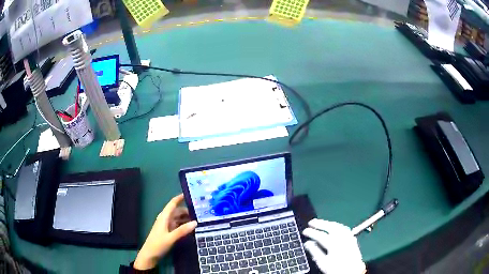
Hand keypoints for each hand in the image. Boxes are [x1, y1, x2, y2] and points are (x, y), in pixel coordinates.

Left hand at [134, 194, 197, 269]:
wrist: (150, 255)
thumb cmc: (158, 244)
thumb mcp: (171, 238)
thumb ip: (182, 230)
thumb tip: (196, 222)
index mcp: (164, 217)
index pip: (172, 204)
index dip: (180, 198)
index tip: (191, 194)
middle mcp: (165, 219)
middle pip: (177, 211)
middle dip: (188, 210)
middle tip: (202, 211)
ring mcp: (167, 226)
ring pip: (178, 218)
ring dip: (187, 218)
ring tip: (200, 219)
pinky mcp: (168, 232)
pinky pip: (178, 225)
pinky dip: (184, 225)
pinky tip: (192, 228)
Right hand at [302, 219, 365, 273]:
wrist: (351, 271)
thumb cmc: (336, 269)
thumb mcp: (323, 263)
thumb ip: (315, 252)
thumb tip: (308, 243)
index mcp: (333, 244)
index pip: (320, 235)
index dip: (311, 232)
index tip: (305, 231)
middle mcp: (342, 238)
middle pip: (330, 227)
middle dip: (320, 223)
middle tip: (311, 222)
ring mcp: (348, 237)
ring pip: (338, 226)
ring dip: (328, 223)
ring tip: (321, 222)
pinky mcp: (352, 239)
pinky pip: (344, 228)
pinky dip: (337, 226)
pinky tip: (334, 227)